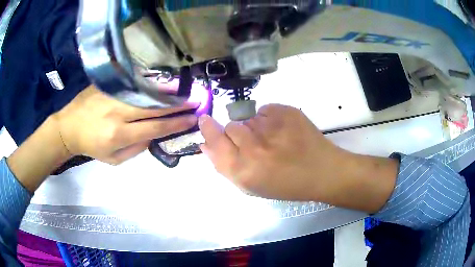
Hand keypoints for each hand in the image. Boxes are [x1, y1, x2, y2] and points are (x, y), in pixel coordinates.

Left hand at [53, 85, 198, 164]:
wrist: (69, 127)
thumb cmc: (91, 146)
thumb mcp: (114, 159)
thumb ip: (136, 148)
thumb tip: (154, 134)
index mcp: (119, 134)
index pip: (155, 127)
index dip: (176, 123)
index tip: (192, 118)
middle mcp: (118, 112)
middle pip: (154, 106)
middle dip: (177, 104)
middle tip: (195, 100)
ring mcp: (113, 95)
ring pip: (146, 91)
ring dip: (167, 91)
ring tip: (183, 89)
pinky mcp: (108, 85)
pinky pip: (133, 83)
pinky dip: (150, 83)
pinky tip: (161, 82)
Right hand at [199, 104, 345, 200]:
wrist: (321, 171)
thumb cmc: (285, 185)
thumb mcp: (251, 186)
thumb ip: (224, 167)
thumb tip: (204, 145)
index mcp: (243, 170)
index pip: (214, 140)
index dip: (209, 129)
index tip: (206, 120)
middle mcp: (253, 147)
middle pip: (231, 126)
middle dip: (238, 134)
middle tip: (256, 144)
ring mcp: (271, 126)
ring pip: (249, 118)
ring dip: (255, 127)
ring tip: (274, 140)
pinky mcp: (285, 111)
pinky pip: (265, 110)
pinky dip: (270, 119)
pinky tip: (284, 132)